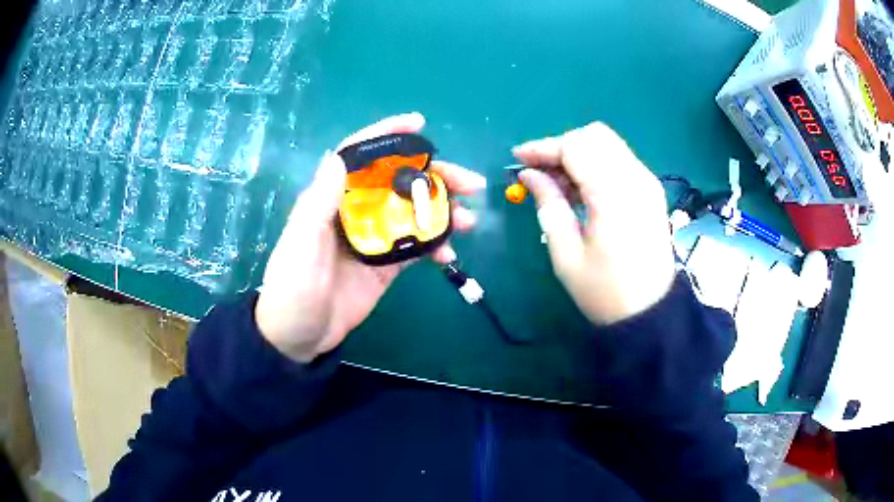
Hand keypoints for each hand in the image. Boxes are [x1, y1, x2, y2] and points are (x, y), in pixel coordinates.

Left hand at [256, 113, 485, 361]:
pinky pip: (415, 246)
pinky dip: (435, 245)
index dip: (388, 134)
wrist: (298, 337)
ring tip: (470, 219)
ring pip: (413, 212)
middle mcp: (355, 210)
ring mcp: (373, 237)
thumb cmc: (293, 288)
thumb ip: (320, 201)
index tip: (420, 124)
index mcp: (331, 198)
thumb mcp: (301, 243)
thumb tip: (340, 156)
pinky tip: (450, 253)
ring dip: (443, 211)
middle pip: (398, 181)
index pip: (360, 155)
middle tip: (470, 184)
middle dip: (435, 176)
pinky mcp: (384, 264)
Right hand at [514, 122, 674, 324]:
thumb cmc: (605, 292)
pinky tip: (581, 190)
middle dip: (561, 146)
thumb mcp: (567, 255)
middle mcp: (635, 178)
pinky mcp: (651, 191)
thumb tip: (530, 174)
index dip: (543, 147)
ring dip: (579, 154)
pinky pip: (619, 160)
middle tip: (540, 172)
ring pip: (607, 144)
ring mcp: (648, 182)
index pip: (575, 146)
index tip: (518, 159)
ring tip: (557, 185)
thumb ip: (549, 205)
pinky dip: (596, 165)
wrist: (651, 312)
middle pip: (594, 136)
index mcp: (613, 194)